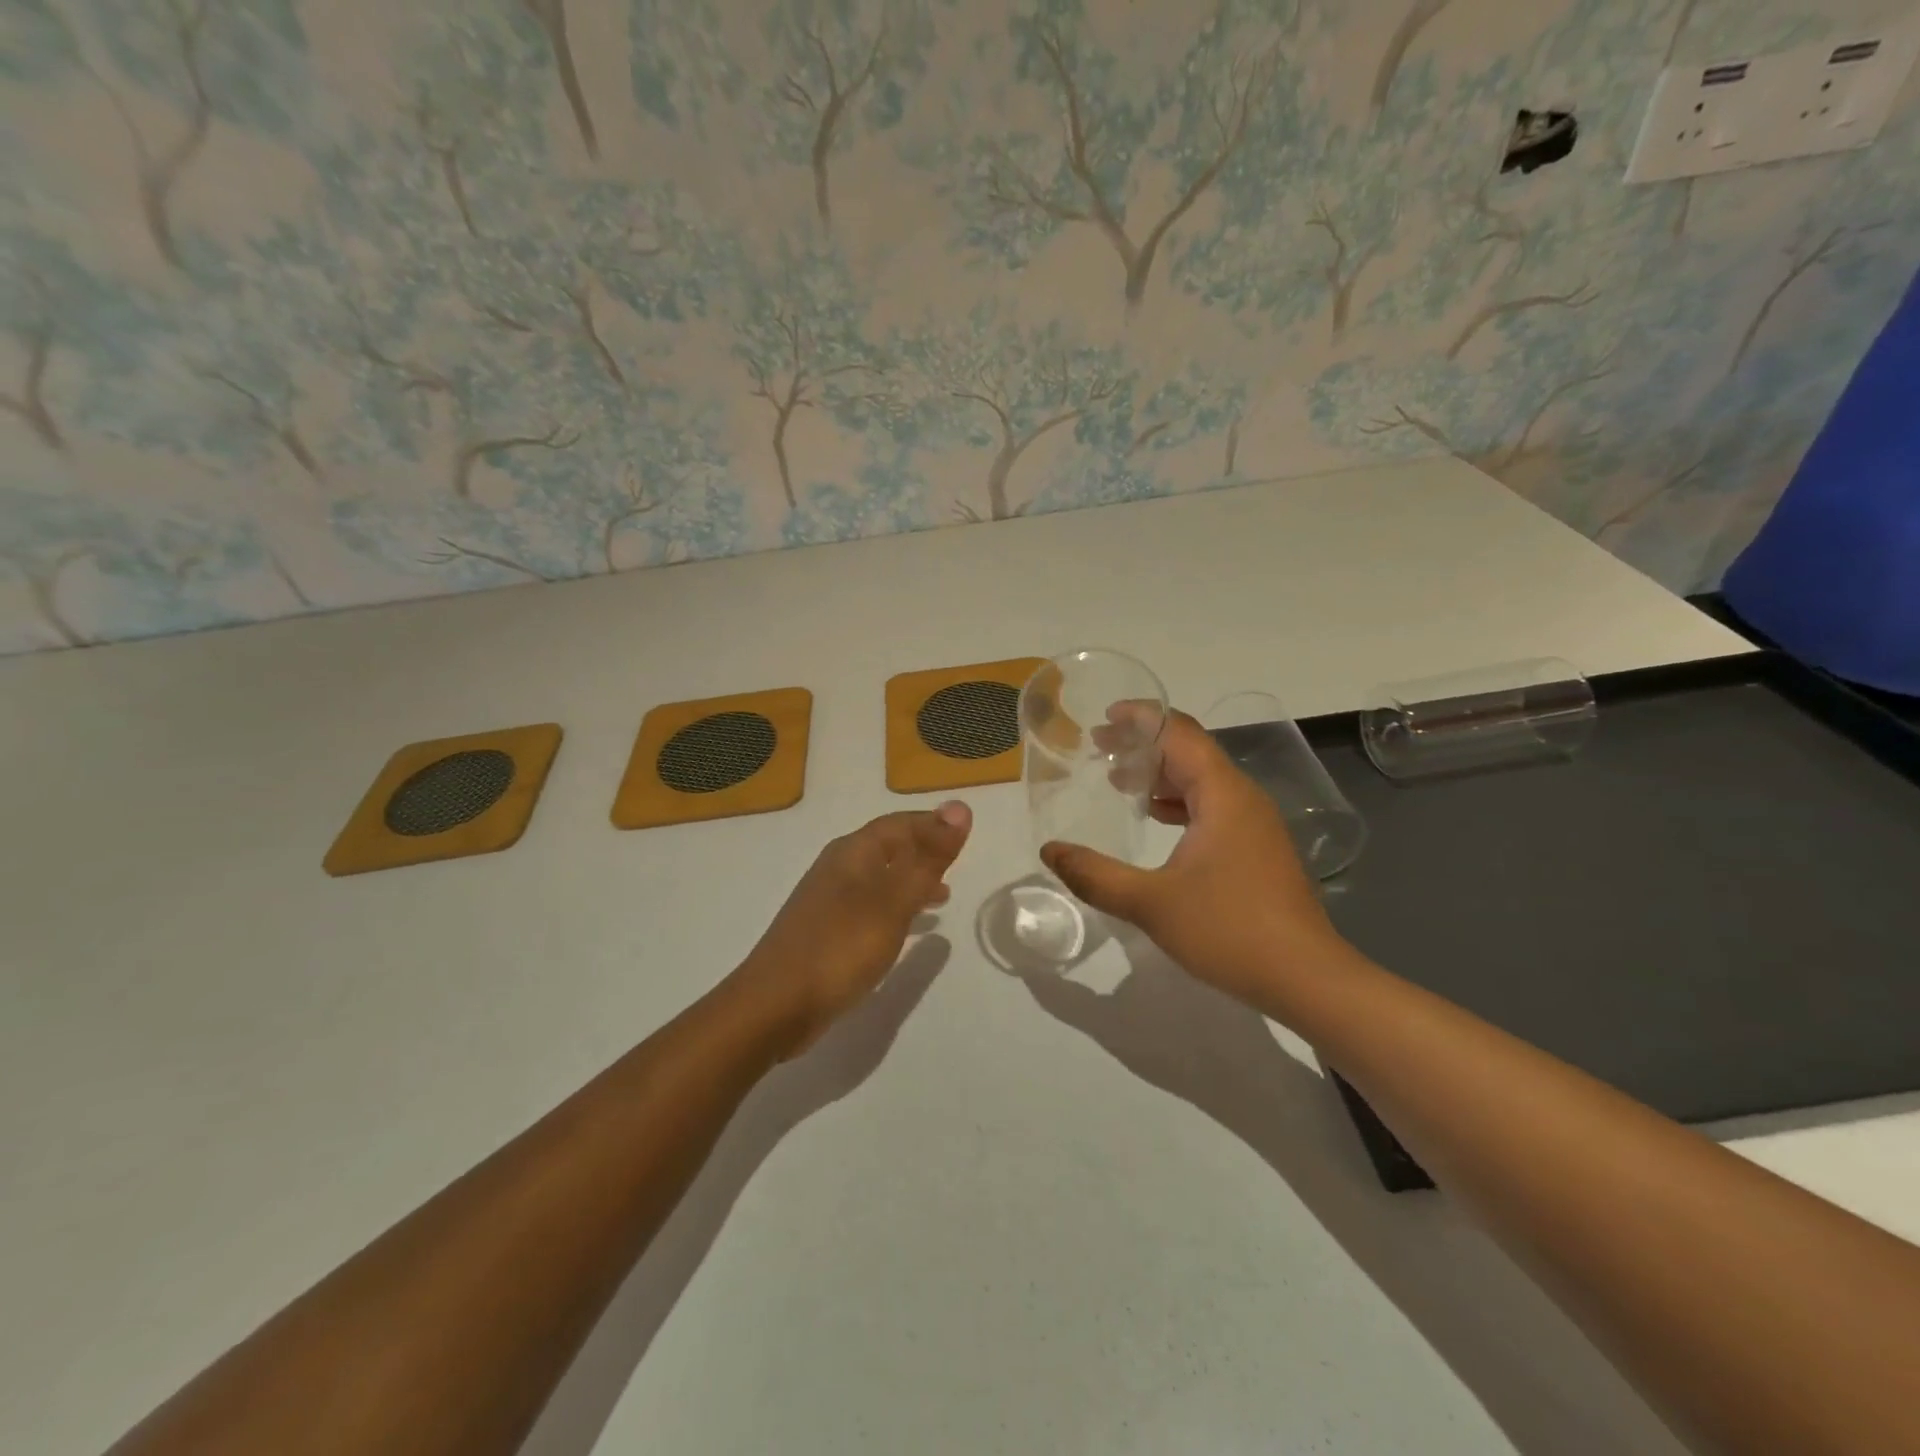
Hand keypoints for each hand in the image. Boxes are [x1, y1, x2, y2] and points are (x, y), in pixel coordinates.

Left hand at [731, 803, 971, 1058]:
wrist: (775, 1006)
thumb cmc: (840, 947)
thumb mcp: (893, 902)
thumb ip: (928, 859)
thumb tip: (960, 808)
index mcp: (852, 853)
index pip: (899, 824)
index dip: (932, 824)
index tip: (964, 834)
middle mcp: (838, 869)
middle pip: (888, 848)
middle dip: (923, 852)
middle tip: (958, 864)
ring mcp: (828, 902)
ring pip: (880, 879)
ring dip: (911, 882)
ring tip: (944, 896)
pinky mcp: (826, 933)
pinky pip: (870, 908)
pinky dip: (896, 910)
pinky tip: (908, 930)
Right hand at [1041, 712, 1345, 1006]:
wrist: (1307, 979)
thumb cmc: (1229, 930)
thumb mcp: (1151, 903)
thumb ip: (1095, 875)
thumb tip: (1050, 851)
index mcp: (1221, 794)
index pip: (1179, 733)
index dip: (1141, 718)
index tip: (1103, 717)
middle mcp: (1241, 798)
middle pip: (1191, 751)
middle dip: (1144, 744)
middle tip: (1099, 748)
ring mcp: (1254, 823)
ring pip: (1202, 780)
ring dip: (1161, 774)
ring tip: (1118, 780)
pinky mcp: (1256, 848)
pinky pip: (1212, 805)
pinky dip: (1179, 801)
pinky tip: (1155, 819)